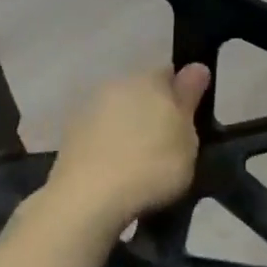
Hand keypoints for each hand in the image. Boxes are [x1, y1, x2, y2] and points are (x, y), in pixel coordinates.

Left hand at [46, 64, 211, 229]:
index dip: (183, 95)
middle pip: (142, 92)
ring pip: (119, 112)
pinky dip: (109, 145)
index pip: (171, 74)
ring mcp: (88, 108)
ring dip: (129, 128)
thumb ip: (189, 99)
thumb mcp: (187, 136)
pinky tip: (117, 171)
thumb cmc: (151, 165)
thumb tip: (196, 67)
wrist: (88, 198)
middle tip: (168, 144)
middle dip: (154, 111)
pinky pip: (100, 134)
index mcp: (149, 79)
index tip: (188, 122)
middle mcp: (116, 84)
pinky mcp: (70, 134)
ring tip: (140, 163)